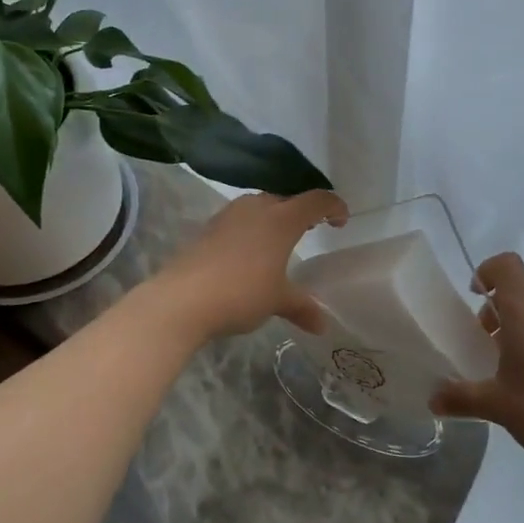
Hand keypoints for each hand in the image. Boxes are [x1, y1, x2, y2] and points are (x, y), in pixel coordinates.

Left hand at [149, 190, 347, 339]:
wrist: (182, 299)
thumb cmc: (241, 292)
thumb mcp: (277, 301)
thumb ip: (302, 306)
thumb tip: (322, 324)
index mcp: (282, 218)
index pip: (316, 199)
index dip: (333, 206)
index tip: (341, 220)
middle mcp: (256, 207)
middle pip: (286, 198)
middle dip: (301, 212)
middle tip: (311, 230)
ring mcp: (228, 215)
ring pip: (259, 207)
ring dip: (273, 219)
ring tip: (279, 242)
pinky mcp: (208, 228)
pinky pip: (239, 221)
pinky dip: (251, 230)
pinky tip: (248, 254)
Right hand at [431, 252, 523, 485]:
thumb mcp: (497, 407)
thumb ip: (461, 398)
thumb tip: (433, 400)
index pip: (506, 265)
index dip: (487, 272)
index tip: (475, 298)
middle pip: (522, 290)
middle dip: (500, 309)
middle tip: (487, 343)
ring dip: (523, 326)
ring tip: (514, 366)